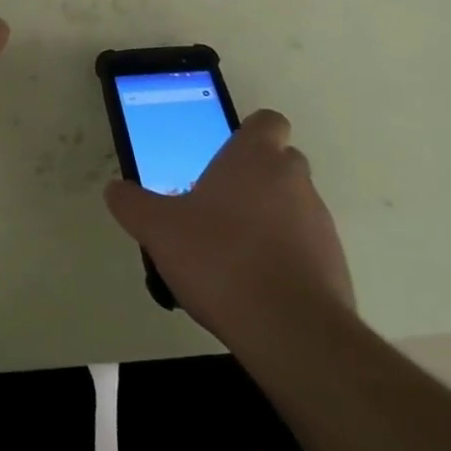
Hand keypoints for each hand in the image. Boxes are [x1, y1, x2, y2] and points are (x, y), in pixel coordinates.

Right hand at [104, 109, 353, 336]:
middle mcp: (293, 179)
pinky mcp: (334, 263)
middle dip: (256, 178)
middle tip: (221, 205)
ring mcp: (319, 221)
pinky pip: (306, 246)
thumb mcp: (160, 230)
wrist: (289, 329)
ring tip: (235, 252)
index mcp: (255, 157)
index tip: (226, 156)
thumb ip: (134, 205)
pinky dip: (286, 256)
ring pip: (294, 205)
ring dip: (271, 218)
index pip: (267, 122)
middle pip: (281, 162)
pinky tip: (257, 284)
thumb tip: (115, 190)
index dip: (250, 134)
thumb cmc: (220, 259)